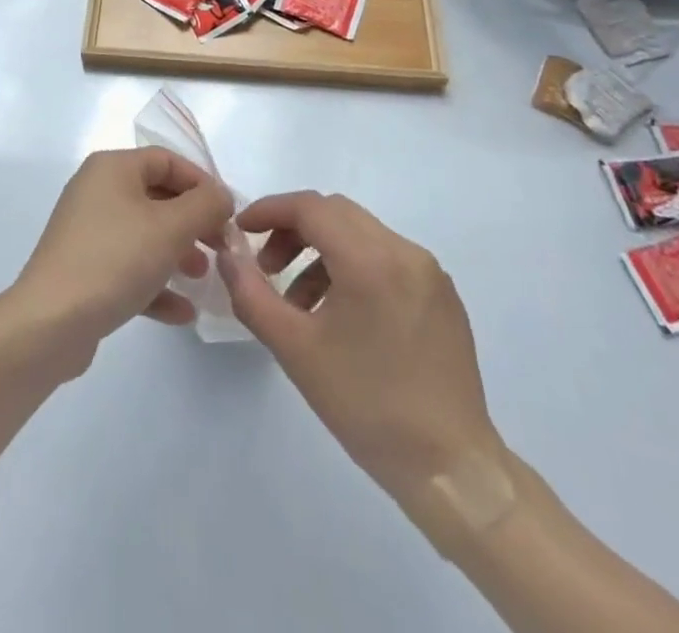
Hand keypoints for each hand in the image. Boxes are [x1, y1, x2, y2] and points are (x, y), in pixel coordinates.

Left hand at [9, 148, 233, 370]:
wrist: (50, 322)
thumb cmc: (115, 259)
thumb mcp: (171, 227)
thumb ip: (205, 205)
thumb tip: (221, 195)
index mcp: (112, 168)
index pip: (166, 160)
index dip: (202, 182)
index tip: (228, 213)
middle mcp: (96, 191)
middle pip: (157, 197)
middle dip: (193, 222)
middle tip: (221, 247)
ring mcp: (87, 232)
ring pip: (144, 234)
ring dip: (178, 253)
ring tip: (203, 277)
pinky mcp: (84, 270)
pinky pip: (128, 267)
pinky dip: (155, 284)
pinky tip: (183, 312)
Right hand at [217, 192, 502, 511]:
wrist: (451, 470)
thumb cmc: (367, 406)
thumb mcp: (294, 349)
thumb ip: (251, 292)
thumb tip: (227, 252)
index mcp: (371, 260)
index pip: (310, 207)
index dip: (270, 211)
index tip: (241, 231)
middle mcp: (405, 252)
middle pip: (336, 214)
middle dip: (293, 230)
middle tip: (267, 266)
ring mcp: (429, 272)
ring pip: (361, 234)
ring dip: (321, 251)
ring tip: (299, 302)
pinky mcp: (442, 294)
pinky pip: (387, 258)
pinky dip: (353, 267)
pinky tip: (340, 314)